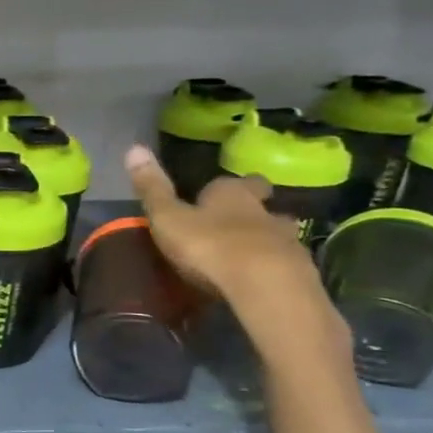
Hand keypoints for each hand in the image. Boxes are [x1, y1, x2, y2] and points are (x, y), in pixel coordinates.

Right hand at [124, 145, 344, 353]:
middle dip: (252, 209)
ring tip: (248, 256)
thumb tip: (134, 148)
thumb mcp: (168, 217)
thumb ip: (153, 188)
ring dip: (265, 240)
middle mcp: (263, 210)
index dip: (222, 189)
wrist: (264, 285)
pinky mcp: (298, 271)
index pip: (232, 183)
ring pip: (277, 233)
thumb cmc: (209, 246)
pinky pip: (285, 264)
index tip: (212, 196)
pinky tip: (260, 281)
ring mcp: (286, 240)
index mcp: (231, 194)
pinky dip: (273, 268)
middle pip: (261, 203)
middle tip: (235, 223)